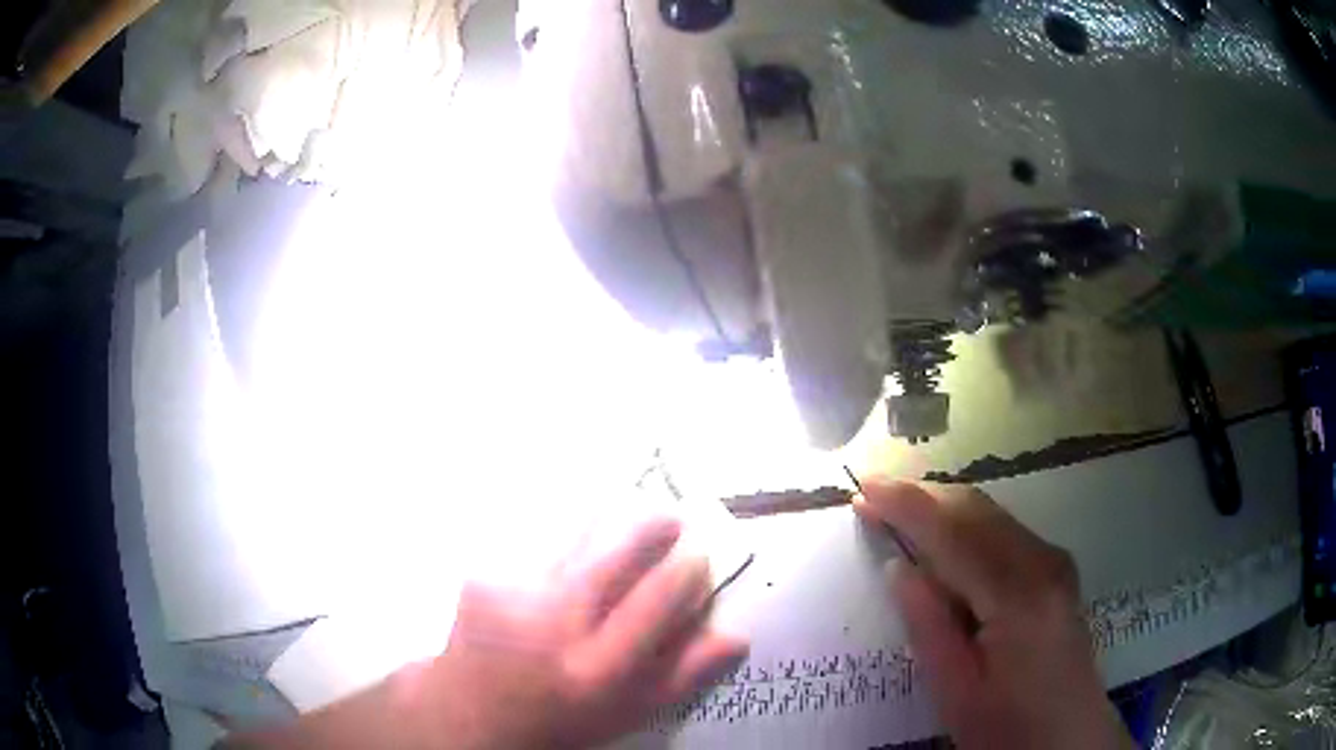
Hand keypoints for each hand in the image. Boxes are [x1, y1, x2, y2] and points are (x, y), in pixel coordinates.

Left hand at [417, 517, 748, 749]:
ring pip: (575, 530)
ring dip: (610, 515)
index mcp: (597, 667)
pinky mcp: (483, 573)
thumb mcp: (627, 713)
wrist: (471, 711)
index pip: (659, 598)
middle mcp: (554, 624)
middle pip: (616, 551)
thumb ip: (683, 676)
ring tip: (627, 511)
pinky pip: (536, 536)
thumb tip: (736, 635)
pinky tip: (571, 540)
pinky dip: (563, 530)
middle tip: (672, 516)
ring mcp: (512, 592)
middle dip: (654, 524)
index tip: (700, 555)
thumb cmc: (560, 718)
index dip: (688, 568)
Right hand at [854, 480, 1131, 749]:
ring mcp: (1054, 561)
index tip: (863, 487)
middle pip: (976, 510)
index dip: (906, 505)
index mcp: (1018, 596)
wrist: (1069, 736)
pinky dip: (966, 524)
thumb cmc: (1007, 726)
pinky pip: (1004, 530)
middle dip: (923, 495)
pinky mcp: (1056, 569)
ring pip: (991, 514)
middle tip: (873, 494)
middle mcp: (1042, 562)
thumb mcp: (956, 691)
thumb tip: (898, 567)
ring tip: (898, 511)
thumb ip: (929, 625)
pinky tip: (943, 538)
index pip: (954, 534)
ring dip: (943, 507)